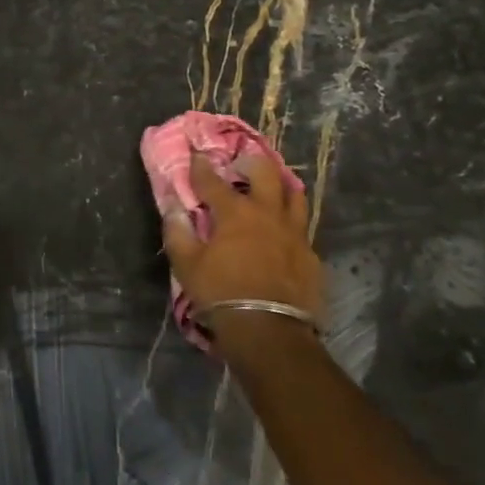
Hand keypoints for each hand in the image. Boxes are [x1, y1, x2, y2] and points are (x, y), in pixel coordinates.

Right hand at [161, 153, 323, 354]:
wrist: (269, 330)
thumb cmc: (221, 293)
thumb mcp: (187, 265)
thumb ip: (178, 232)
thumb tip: (173, 207)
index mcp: (235, 213)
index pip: (213, 181)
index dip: (201, 166)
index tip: (196, 154)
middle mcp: (268, 214)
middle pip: (265, 173)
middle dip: (250, 163)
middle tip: (240, 167)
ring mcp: (294, 233)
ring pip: (294, 195)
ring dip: (280, 186)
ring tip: (270, 190)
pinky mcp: (311, 255)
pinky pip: (302, 228)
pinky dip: (290, 222)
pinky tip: (283, 233)